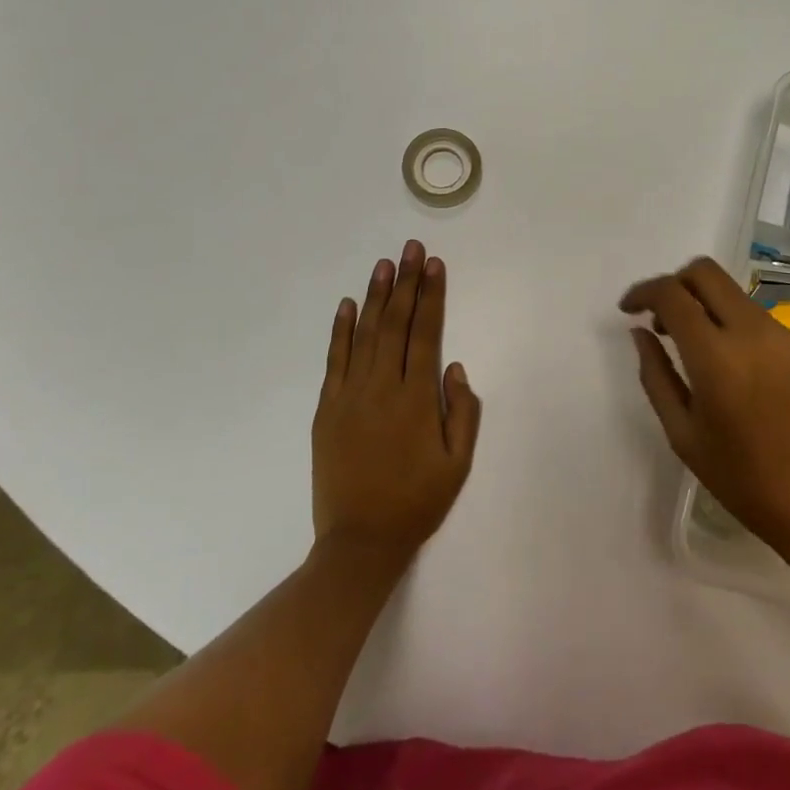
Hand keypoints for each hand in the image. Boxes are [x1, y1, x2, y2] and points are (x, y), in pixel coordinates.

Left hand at [313, 240, 480, 562]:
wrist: (360, 541)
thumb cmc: (417, 502)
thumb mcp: (458, 463)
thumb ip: (463, 412)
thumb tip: (455, 367)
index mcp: (416, 399)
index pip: (426, 333)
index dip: (432, 296)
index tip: (435, 265)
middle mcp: (382, 387)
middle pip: (396, 324)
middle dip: (406, 283)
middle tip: (411, 248)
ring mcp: (349, 395)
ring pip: (365, 334)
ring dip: (376, 296)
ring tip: (384, 264)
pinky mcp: (327, 408)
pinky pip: (335, 360)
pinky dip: (341, 330)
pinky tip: (348, 304)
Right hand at [620, 257, 789, 552]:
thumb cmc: (742, 479)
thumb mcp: (682, 433)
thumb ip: (655, 374)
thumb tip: (640, 332)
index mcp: (716, 358)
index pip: (672, 294)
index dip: (643, 292)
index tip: (629, 309)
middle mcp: (752, 332)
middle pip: (705, 272)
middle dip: (675, 284)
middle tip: (661, 319)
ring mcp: (784, 335)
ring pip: (733, 293)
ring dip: (705, 305)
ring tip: (695, 350)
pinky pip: (757, 318)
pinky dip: (733, 326)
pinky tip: (733, 368)